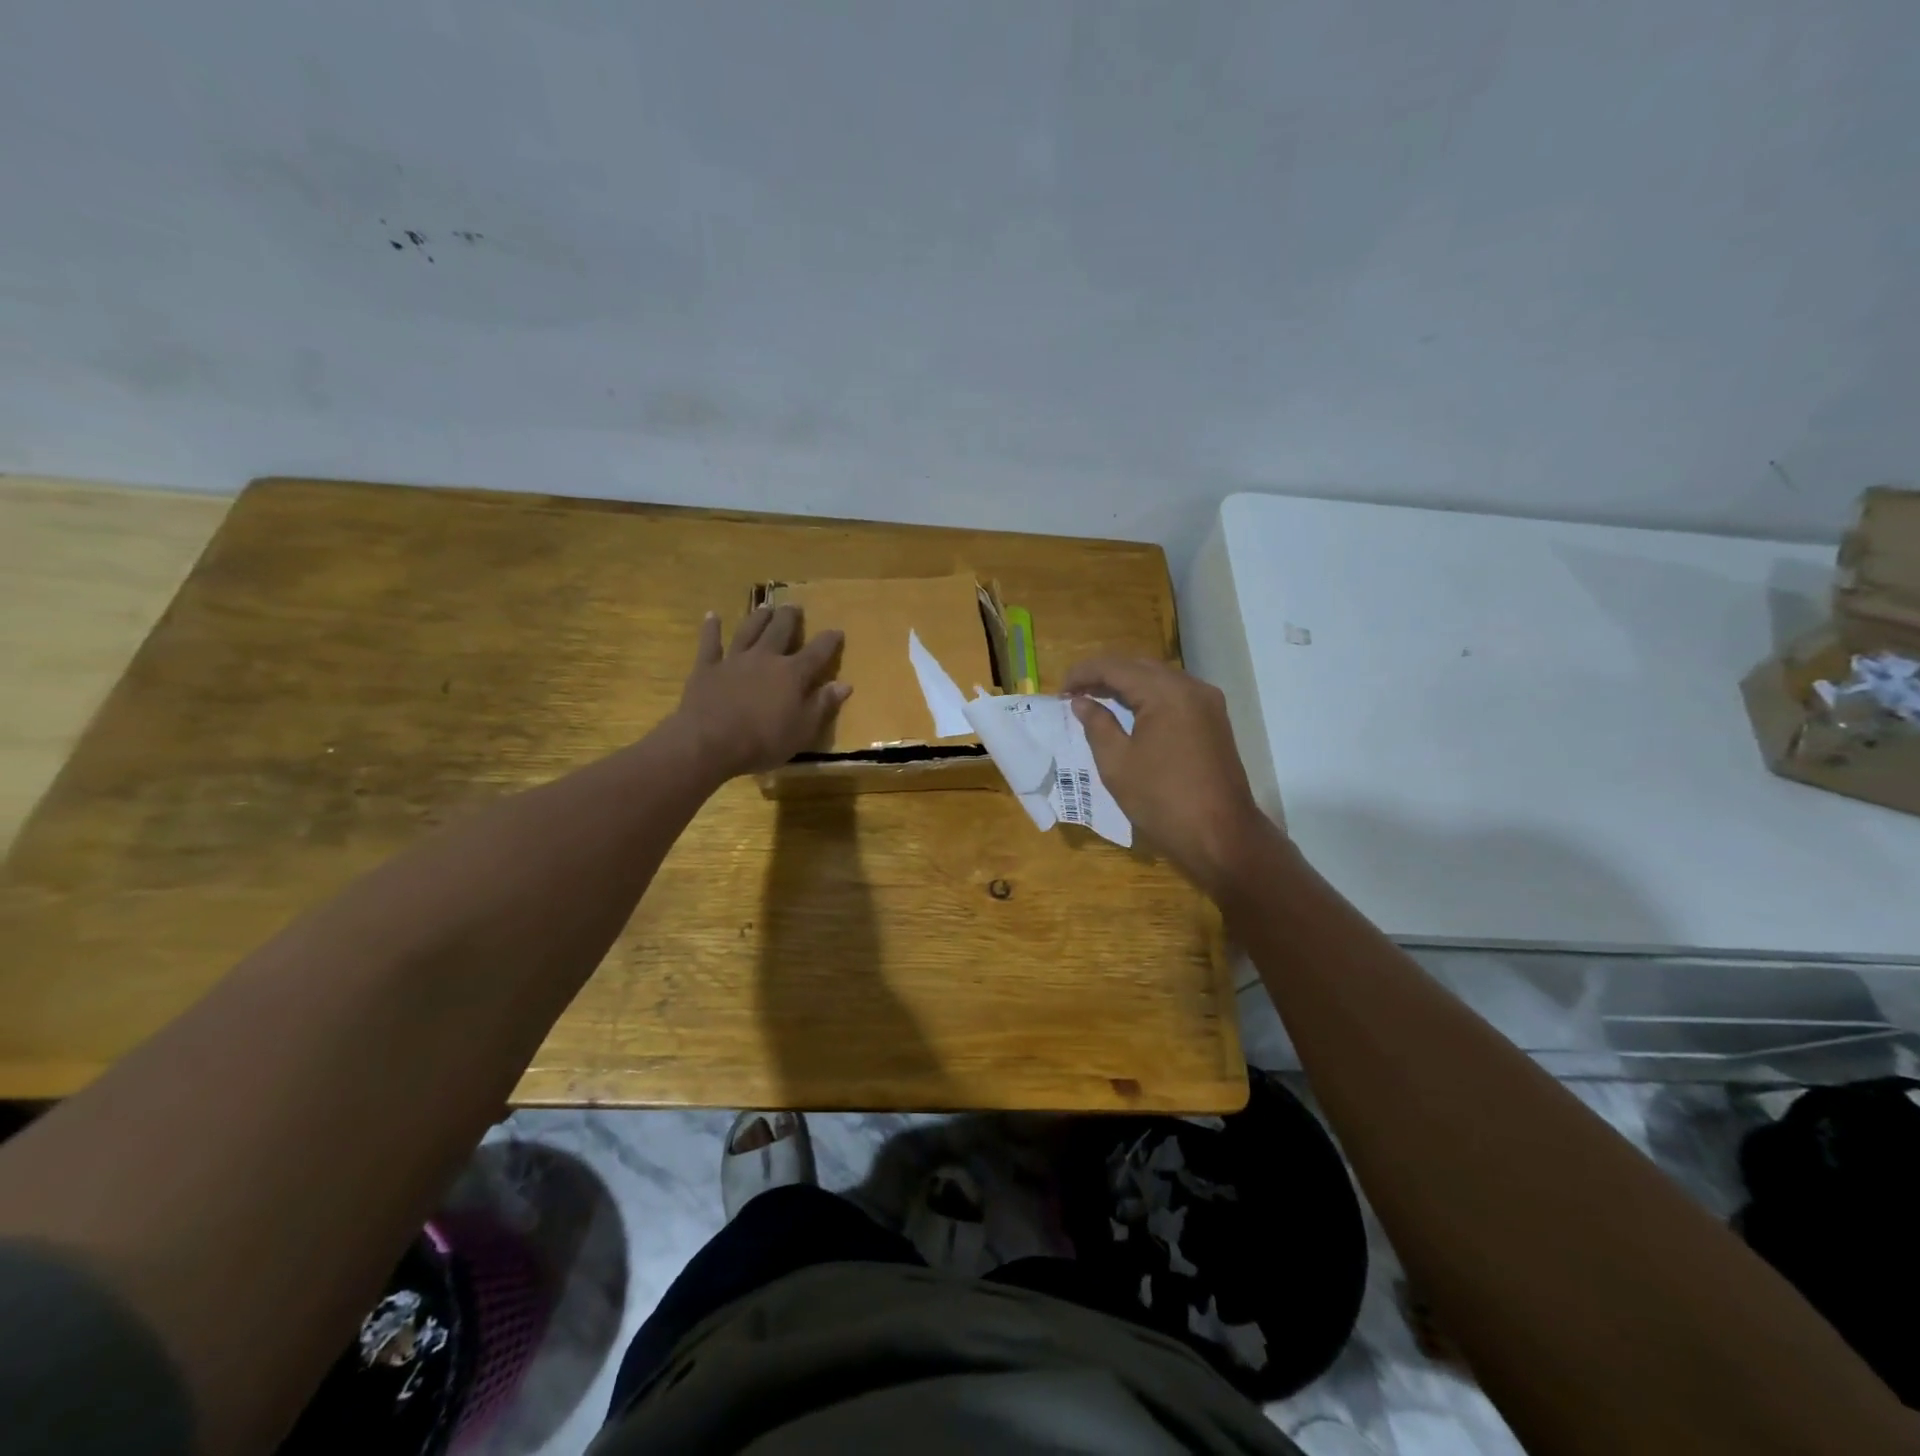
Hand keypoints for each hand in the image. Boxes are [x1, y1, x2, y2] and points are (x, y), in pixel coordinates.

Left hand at [674, 605, 851, 779]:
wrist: (709, 742)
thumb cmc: (763, 741)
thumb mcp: (803, 730)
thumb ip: (823, 705)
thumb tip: (844, 684)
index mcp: (792, 674)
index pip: (817, 652)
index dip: (829, 641)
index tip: (837, 630)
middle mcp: (765, 658)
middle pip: (780, 631)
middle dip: (790, 618)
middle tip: (795, 606)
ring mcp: (734, 660)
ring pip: (749, 631)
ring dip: (758, 617)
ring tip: (765, 607)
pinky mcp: (707, 668)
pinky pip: (710, 643)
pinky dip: (711, 629)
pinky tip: (712, 616)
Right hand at [1062, 657, 1268, 895]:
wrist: (1221, 837)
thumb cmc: (1162, 801)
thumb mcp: (1117, 763)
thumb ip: (1097, 725)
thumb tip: (1081, 702)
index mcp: (1165, 693)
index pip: (1115, 667)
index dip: (1083, 674)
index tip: (1059, 692)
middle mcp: (1191, 687)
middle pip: (1139, 666)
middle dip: (1104, 675)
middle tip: (1075, 695)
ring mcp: (1208, 703)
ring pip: (1159, 678)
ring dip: (1127, 684)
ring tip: (1097, 701)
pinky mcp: (1214, 721)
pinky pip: (1174, 695)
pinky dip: (1148, 697)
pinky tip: (1130, 712)